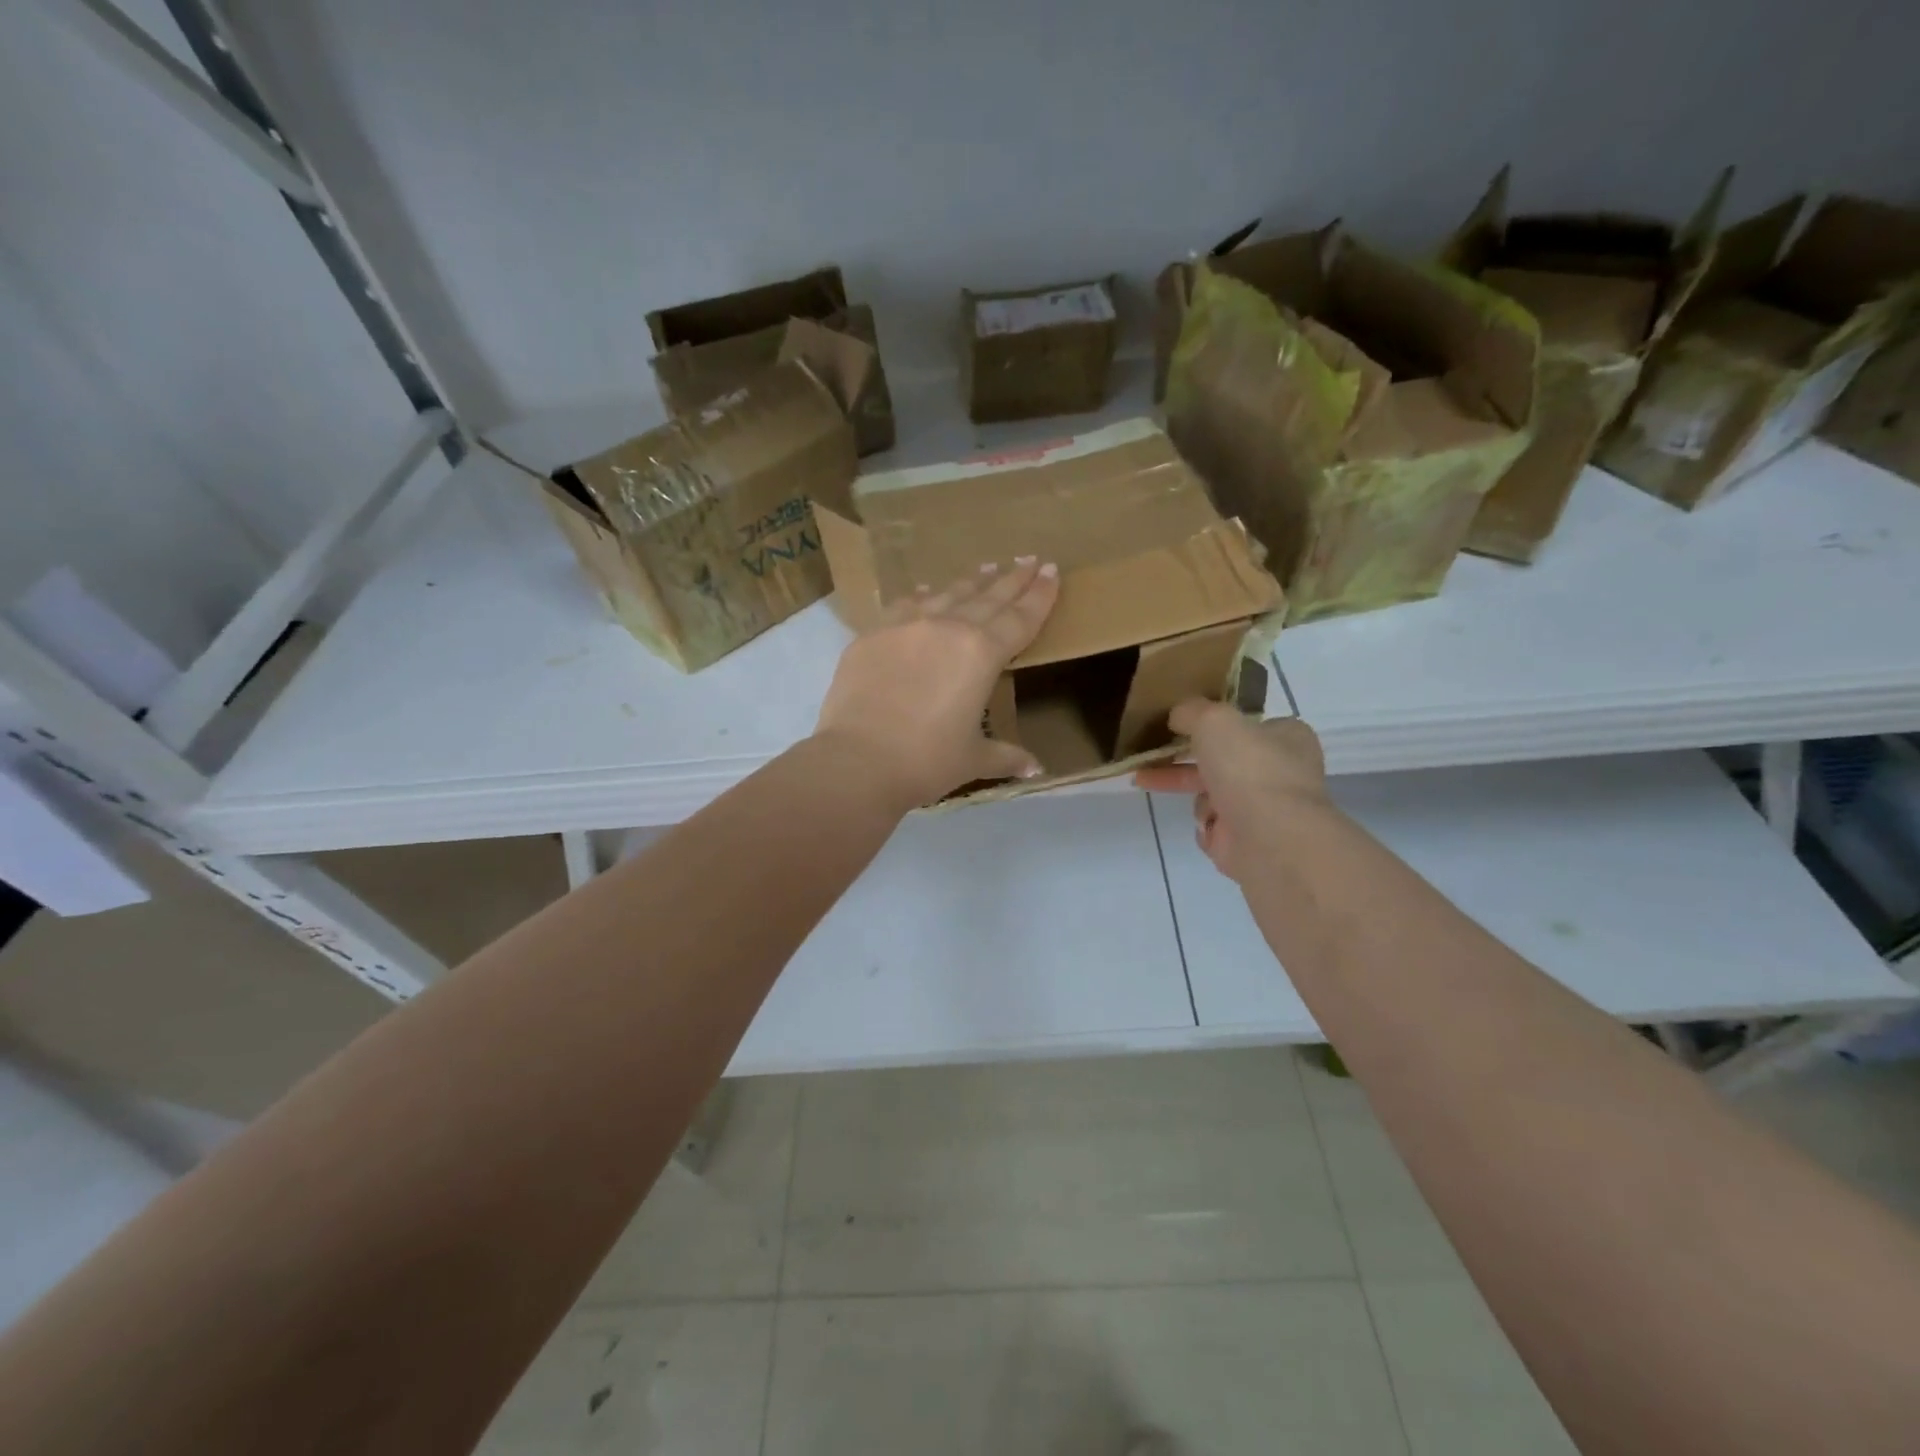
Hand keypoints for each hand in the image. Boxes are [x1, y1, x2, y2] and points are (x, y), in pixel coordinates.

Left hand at [815, 557, 1059, 809]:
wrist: (858, 759)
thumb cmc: (926, 761)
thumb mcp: (973, 759)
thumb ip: (1006, 755)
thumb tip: (1036, 768)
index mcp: (982, 654)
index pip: (1020, 619)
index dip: (1039, 596)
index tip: (1051, 571)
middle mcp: (948, 628)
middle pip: (988, 598)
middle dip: (1011, 580)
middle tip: (1028, 560)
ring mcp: (906, 626)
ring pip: (947, 595)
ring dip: (971, 583)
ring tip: (986, 569)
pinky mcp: (872, 635)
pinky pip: (905, 606)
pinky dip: (922, 597)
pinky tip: (926, 592)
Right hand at [1134, 700, 1329, 880]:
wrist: (1269, 839)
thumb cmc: (1248, 769)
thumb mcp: (1214, 720)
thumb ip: (1191, 711)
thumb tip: (1177, 716)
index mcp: (1286, 737)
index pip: (1245, 724)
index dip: (1212, 724)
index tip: (1178, 724)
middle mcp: (1279, 771)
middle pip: (1221, 759)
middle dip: (1182, 760)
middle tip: (1146, 756)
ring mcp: (1264, 807)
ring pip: (1212, 792)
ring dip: (1193, 793)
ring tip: (1155, 784)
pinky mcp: (1247, 839)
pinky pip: (1213, 824)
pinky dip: (1205, 823)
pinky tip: (1207, 823)